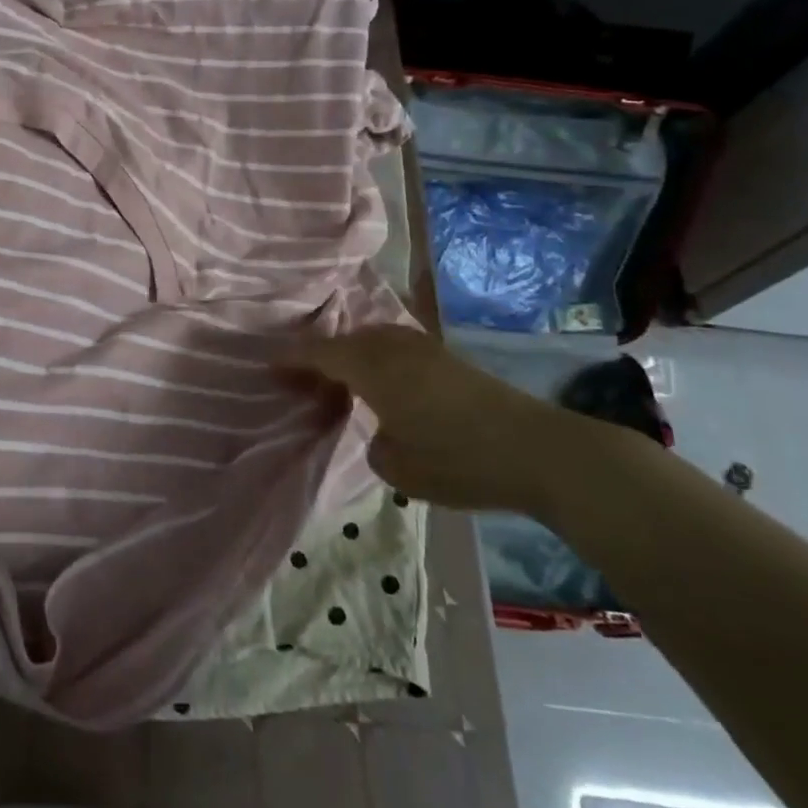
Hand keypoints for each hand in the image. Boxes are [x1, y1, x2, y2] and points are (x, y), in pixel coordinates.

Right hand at [280, 326, 632, 518]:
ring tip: (336, 379)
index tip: (268, 367)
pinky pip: (394, 346)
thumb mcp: (399, 468)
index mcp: (372, 368)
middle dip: (318, 356)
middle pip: (344, 341)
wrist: (539, 451)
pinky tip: (379, 380)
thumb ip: (374, 444)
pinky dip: (375, 357)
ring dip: (349, 354)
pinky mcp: (447, 358)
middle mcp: (393, 347)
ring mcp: (423, 348)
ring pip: (371, 339)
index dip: (291, 359)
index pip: (319, 353)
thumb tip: (381, 432)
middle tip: (300, 381)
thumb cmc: (460, 460)